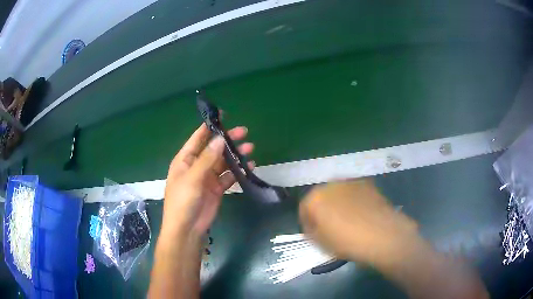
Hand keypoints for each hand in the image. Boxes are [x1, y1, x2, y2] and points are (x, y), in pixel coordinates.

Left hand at [161, 123, 253, 240]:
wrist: (187, 229)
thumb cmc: (183, 201)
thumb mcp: (193, 178)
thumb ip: (207, 159)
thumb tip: (220, 139)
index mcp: (185, 159)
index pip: (198, 138)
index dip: (209, 126)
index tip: (223, 116)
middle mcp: (196, 166)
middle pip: (214, 148)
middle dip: (228, 140)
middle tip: (244, 132)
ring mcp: (207, 177)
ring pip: (223, 162)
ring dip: (235, 155)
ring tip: (250, 147)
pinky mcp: (217, 188)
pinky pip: (229, 176)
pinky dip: (238, 171)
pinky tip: (249, 166)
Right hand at [299, 180, 419, 265]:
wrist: (383, 234)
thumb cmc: (347, 241)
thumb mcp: (322, 243)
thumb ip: (312, 233)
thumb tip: (314, 228)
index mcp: (315, 198)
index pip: (304, 209)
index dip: (307, 223)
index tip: (313, 235)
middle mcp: (331, 184)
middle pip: (321, 198)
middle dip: (322, 211)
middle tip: (329, 227)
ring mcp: (351, 182)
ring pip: (338, 194)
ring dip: (338, 205)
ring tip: (347, 220)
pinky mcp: (367, 183)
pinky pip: (354, 193)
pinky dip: (353, 201)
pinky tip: (361, 214)